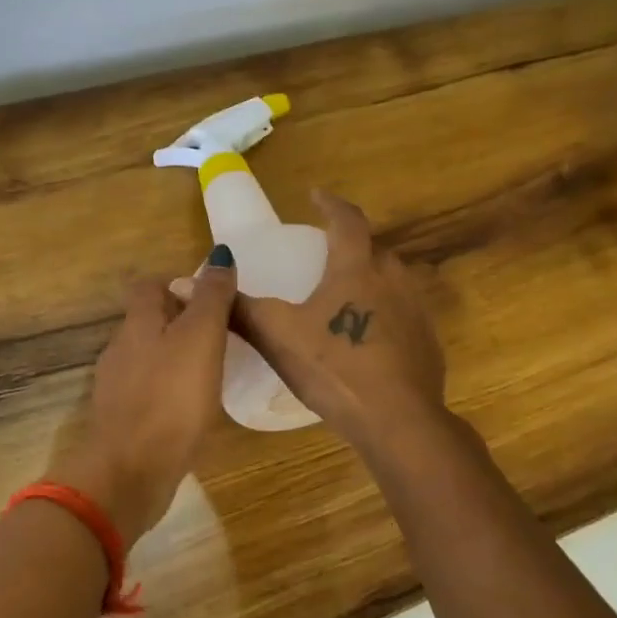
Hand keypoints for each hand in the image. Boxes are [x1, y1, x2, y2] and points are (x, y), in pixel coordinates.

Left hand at [46, 249, 237, 547]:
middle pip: (148, 321)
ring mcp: (117, 387)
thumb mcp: (200, 339)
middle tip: (221, 335)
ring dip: (175, 357)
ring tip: (212, 371)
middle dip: (180, 321)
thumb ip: (211, 298)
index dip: (177, 283)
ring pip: (148, 357)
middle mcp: (121, 349)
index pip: (148, 285)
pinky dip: (169, 390)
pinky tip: (191, 408)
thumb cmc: (170, 398)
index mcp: (137, 324)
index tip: (210, 298)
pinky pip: (148, 391)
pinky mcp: (123, 420)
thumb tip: (218, 255)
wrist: (131, 471)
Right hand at [233, 190, 446, 454]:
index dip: (330, 204)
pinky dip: (384, 315)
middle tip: (325, 254)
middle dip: (351, 245)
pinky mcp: (428, 344)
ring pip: (392, 282)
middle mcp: (393, 280)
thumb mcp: (278, 336)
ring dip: (370, 279)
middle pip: (374, 249)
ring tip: (345, 295)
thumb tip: (188, 285)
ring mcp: (417, 312)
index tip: (317, 196)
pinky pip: (403, 315)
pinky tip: (366, 339)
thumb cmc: (335, 368)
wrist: (399, 421)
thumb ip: (239, 309)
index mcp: (357, 269)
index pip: (347, 221)